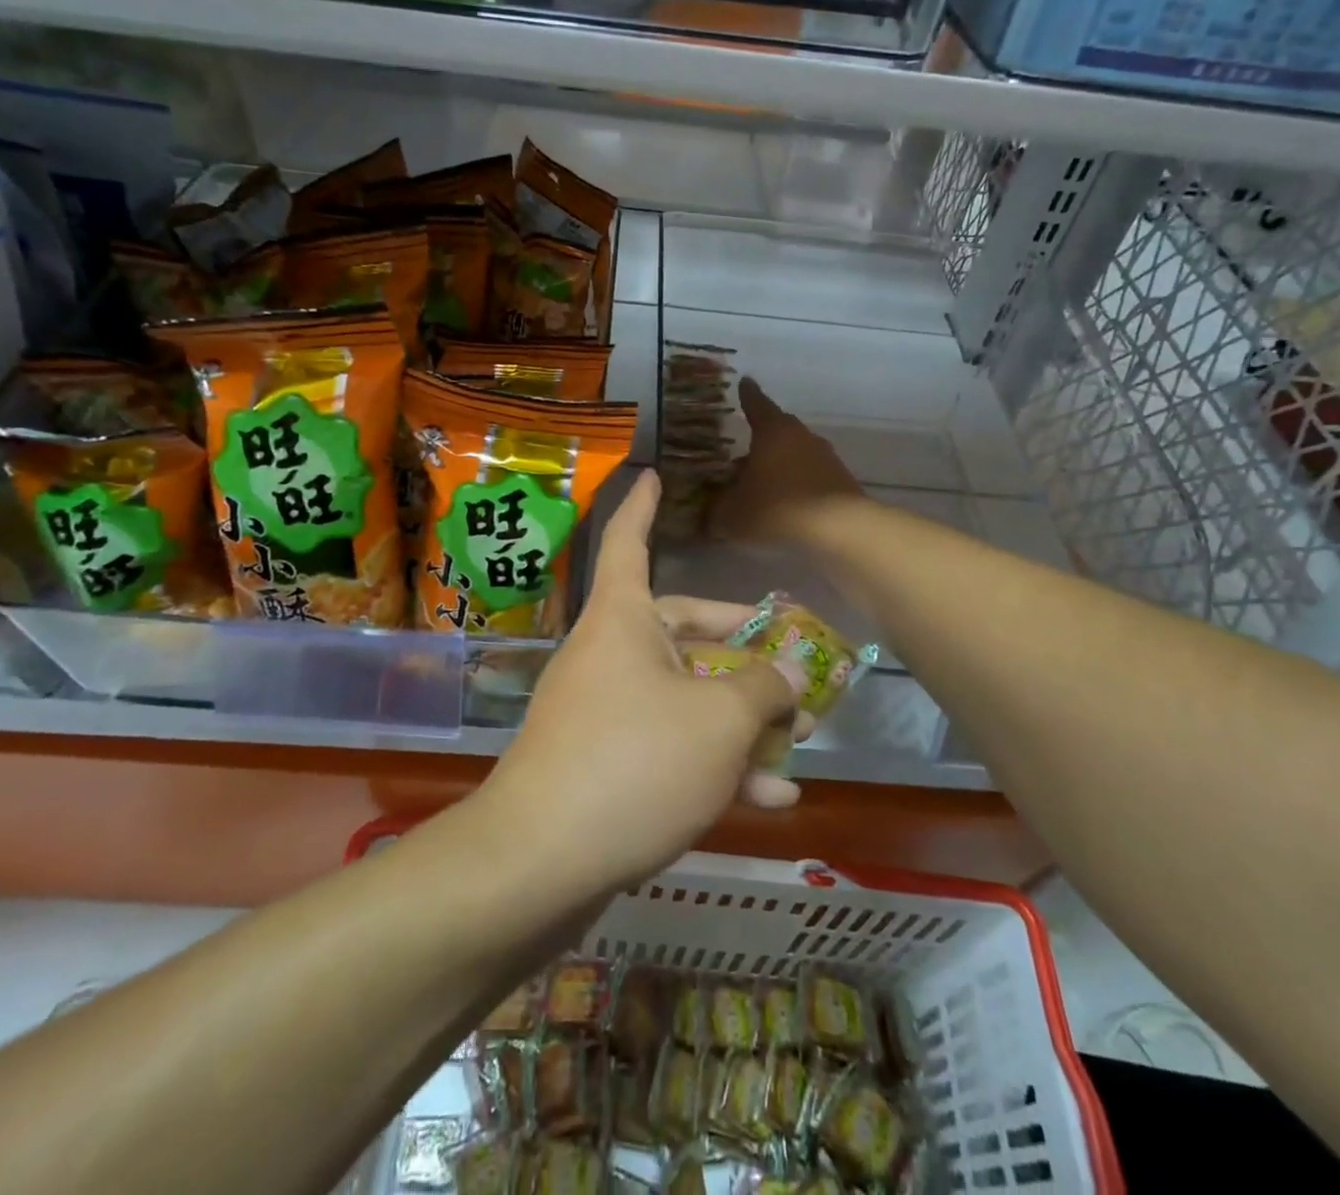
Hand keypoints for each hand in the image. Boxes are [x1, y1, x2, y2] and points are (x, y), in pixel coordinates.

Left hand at [481, 470, 808, 891]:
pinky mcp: (603, 767)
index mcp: (623, 621)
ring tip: (800, 740)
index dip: (642, 506)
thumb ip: (763, 688)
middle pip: (682, 633)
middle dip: (742, 652)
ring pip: (684, 699)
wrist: (539, 865)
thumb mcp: (719, 721)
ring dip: (741, 720)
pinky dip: (714, 765)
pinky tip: (770, 797)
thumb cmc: (634, 762)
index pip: (629, 541)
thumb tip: (789, 669)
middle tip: (792, 666)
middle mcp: (609, 656)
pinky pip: (668, 748)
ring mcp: (603, 713)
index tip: (652, 474)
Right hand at [710, 378, 863, 542]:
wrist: (839, 529)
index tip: (745, 382)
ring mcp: (825, 458)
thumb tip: (707, 516)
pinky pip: (811, 477)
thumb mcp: (732, 514)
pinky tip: (786, 506)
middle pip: (778, 431)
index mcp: (772, 431)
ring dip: (779, 466)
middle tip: (742, 454)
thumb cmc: (777, 508)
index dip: (747, 395)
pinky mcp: (841, 481)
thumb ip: (716, 512)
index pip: (756, 405)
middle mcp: (801, 436)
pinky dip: (797, 485)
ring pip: (795, 455)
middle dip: (760, 440)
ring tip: (761, 487)